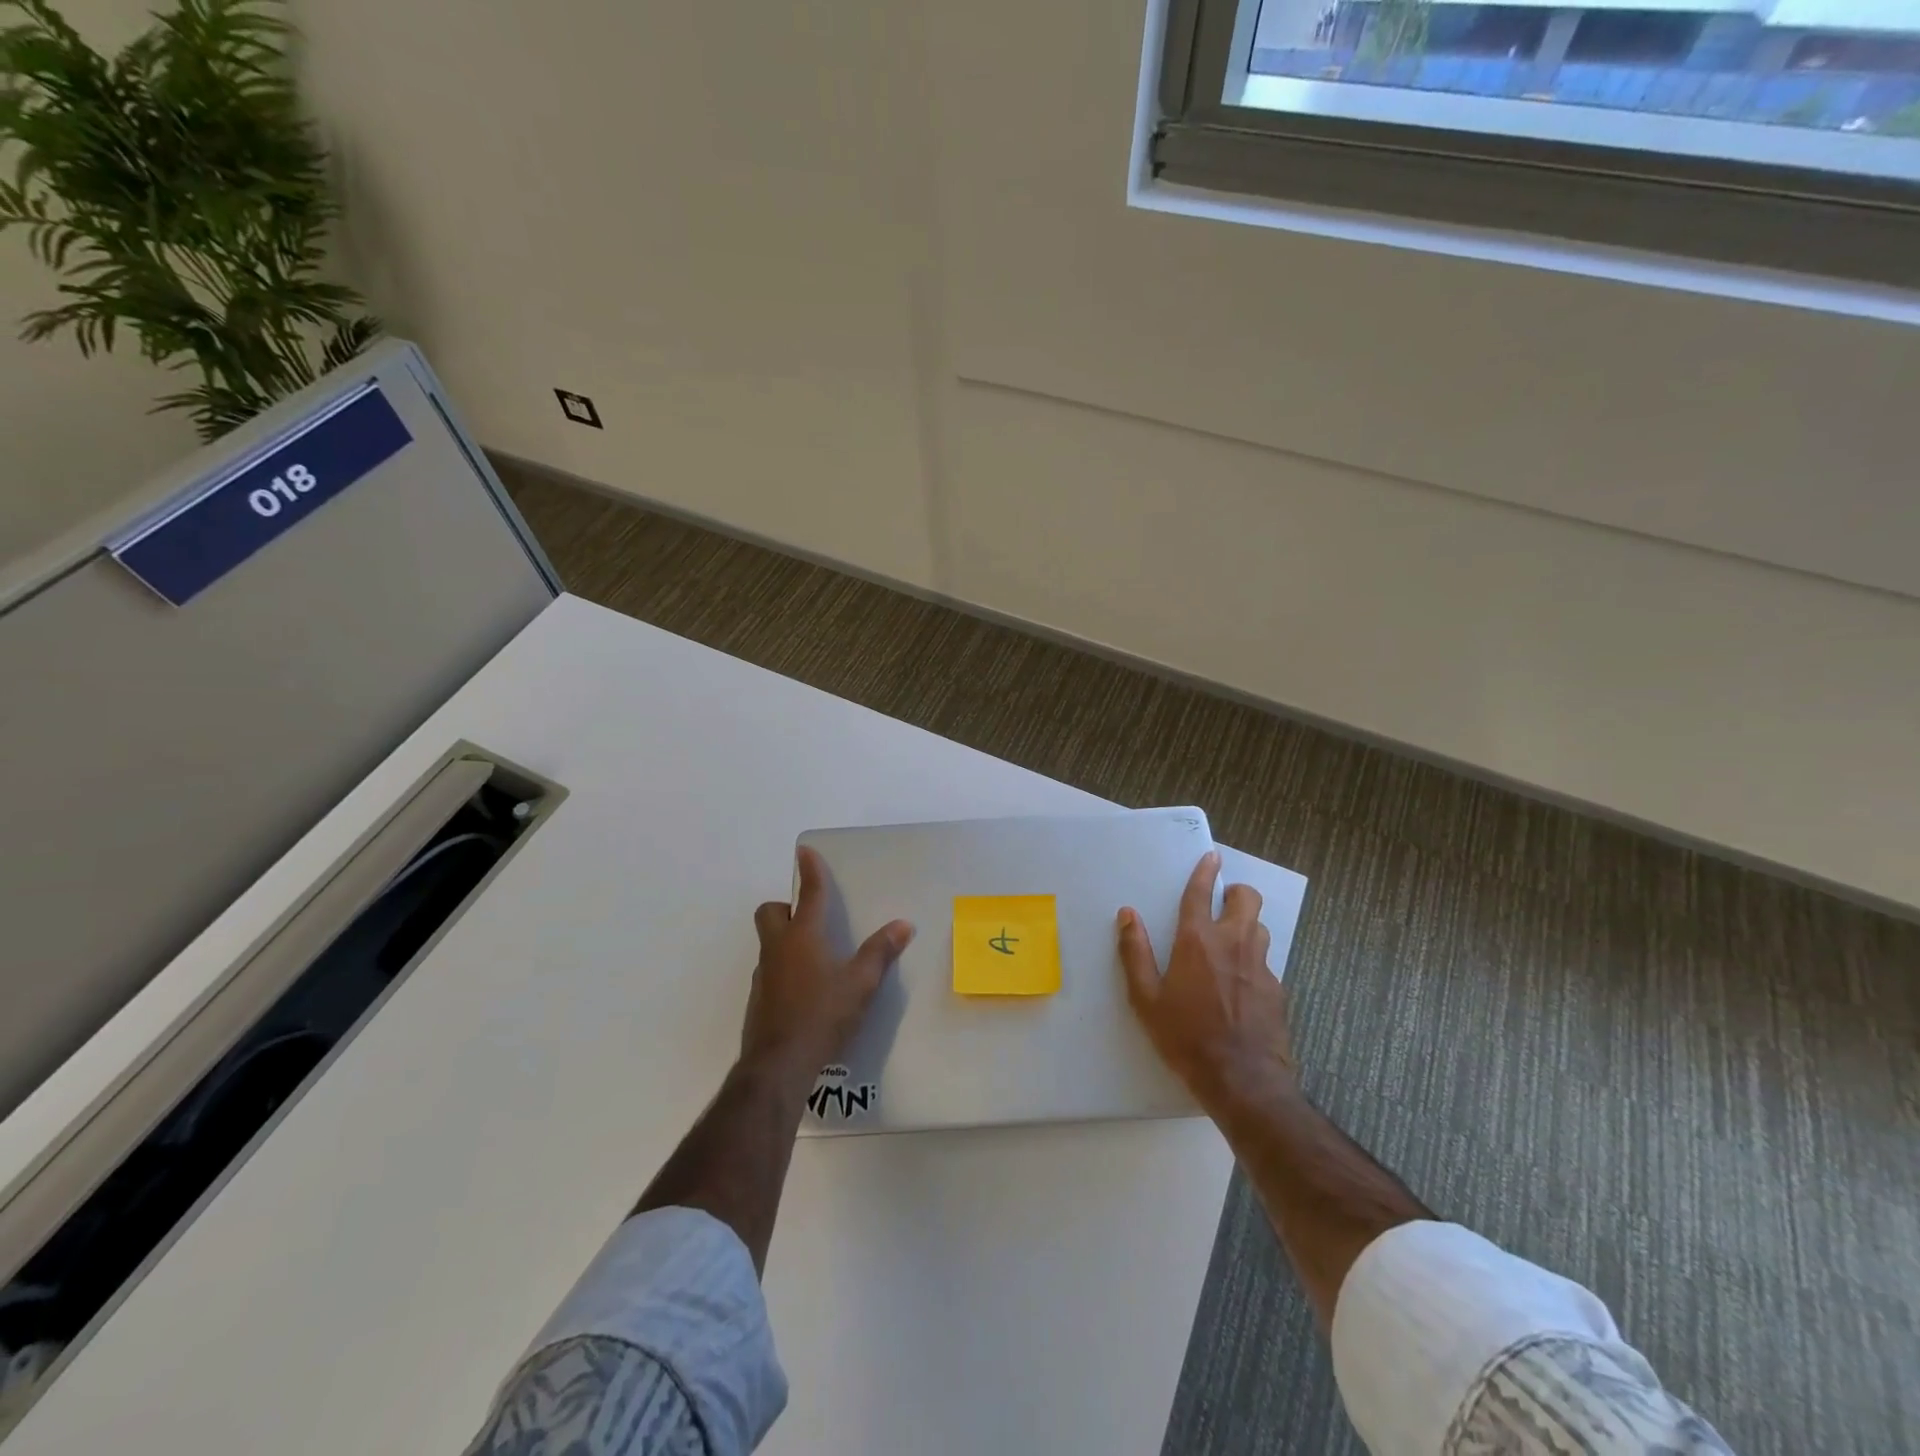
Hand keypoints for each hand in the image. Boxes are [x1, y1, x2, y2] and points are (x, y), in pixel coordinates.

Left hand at [742, 846, 913, 1083]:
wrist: (779, 1065)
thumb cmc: (822, 1015)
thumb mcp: (860, 984)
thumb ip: (880, 952)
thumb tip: (903, 924)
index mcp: (803, 937)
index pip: (808, 894)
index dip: (809, 871)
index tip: (805, 851)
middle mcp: (778, 949)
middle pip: (770, 912)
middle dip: (785, 907)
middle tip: (809, 918)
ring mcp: (764, 975)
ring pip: (769, 943)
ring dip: (786, 940)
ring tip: (816, 958)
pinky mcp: (759, 1000)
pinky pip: (770, 971)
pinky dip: (785, 970)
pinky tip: (806, 992)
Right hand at [1118, 850, 1294, 1113]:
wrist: (1242, 1080)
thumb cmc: (1186, 1037)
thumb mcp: (1146, 999)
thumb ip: (1135, 953)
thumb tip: (1127, 915)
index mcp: (1198, 941)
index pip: (1201, 893)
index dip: (1204, 871)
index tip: (1211, 856)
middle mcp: (1234, 943)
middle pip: (1247, 899)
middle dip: (1236, 893)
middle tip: (1222, 904)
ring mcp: (1261, 966)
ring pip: (1260, 928)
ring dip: (1246, 925)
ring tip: (1230, 944)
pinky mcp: (1278, 989)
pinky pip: (1266, 962)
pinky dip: (1253, 962)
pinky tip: (1241, 987)